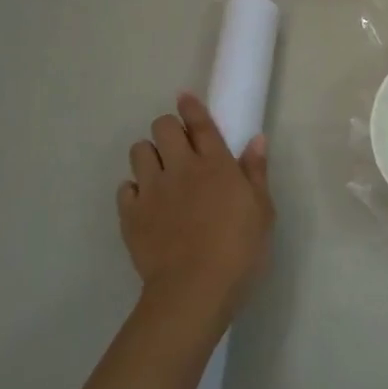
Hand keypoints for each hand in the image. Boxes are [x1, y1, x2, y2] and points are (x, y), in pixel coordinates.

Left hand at [117, 93, 272, 328]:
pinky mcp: (130, 214)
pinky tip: (146, 202)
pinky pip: (124, 188)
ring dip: (149, 154)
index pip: (200, 123)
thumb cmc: (240, 250)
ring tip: (160, 171)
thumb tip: (256, 139)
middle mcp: (181, 168)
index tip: (184, 98)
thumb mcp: (262, 211)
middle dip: (168, 129)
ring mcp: (152, 190)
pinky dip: (134, 189)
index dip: (191, 106)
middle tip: (178, 145)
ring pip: (138, 151)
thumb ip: (256, 172)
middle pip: (162, 127)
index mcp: (216, 164)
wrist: (194, 289)